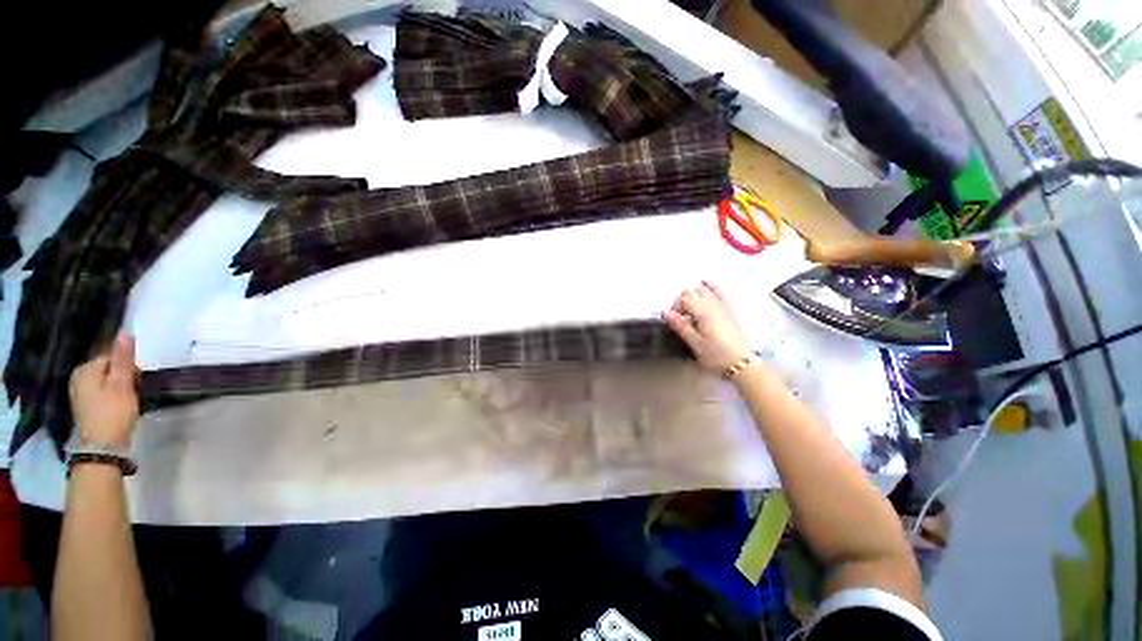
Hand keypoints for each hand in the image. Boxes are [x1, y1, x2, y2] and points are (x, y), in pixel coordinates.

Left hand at [69, 336, 139, 448]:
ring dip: (119, 387)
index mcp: (85, 369)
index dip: (128, 366)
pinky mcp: (84, 407)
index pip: (111, 357)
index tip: (139, 379)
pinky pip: (102, 393)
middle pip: (107, 369)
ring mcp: (79, 394)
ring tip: (129, 399)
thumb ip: (123, 359)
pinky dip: (112, 397)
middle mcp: (78, 378)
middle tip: (135, 389)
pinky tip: (119, 407)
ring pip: (105, 382)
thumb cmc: (113, 411)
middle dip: (123, 376)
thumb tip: (126, 335)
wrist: (102, 446)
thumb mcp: (122, 383)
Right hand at [663, 281, 752, 372]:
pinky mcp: (729, 311)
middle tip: (678, 317)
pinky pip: (719, 293)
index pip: (684, 298)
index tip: (671, 320)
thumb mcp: (695, 343)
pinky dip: (711, 287)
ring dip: (692, 296)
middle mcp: (713, 305)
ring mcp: (722, 306)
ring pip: (703, 291)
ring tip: (687, 309)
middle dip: (681, 301)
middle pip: (692, 292)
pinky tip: (706, 282)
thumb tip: (665, 313)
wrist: (742, 364)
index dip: (674, 307)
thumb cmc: (717, 356)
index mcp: (703, 312)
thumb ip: (680, 326)